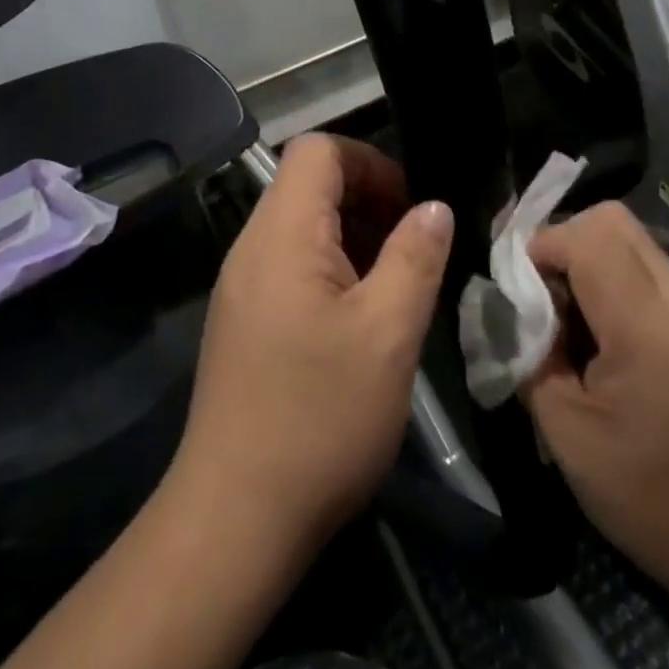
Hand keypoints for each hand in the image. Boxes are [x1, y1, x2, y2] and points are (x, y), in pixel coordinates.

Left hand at [172, 135, 453, 554]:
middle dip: (367, 199)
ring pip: (301, 227)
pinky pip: (290, 266)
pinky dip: (331, 269)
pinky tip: (360, 318)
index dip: (370, 161)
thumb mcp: (388, 334)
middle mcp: (252, 247)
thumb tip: (433, 206)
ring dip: (353, 237)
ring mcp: (241, 286)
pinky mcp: (243, 321)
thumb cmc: (319, 418)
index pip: (318, 150)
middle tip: (413, 247)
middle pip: (308, 184)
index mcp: (282, 235)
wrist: (236, 518)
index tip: (410, 206)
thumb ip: (415, 257)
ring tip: (394, 283)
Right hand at [521, 203, 668, 616]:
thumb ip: (530, 354)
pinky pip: (647, 265)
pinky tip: (600, 326)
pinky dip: (611, 275)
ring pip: (630, 237)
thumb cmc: (651, 499)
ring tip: (566, 310)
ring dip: (587, 256)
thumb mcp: (567, 434)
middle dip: (562, 240)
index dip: (539, 248)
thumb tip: (510, 308)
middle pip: (611, 220)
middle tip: (538, 290)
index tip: (516, 288)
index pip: (585, 238)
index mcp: (648, 329)